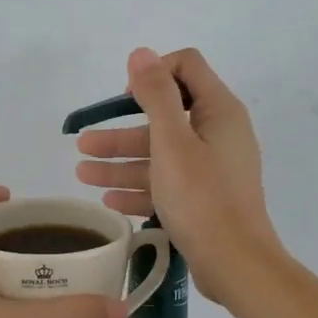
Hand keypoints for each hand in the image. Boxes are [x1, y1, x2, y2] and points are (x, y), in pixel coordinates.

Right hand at [74, 48, 280, 304]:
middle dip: (120, 130)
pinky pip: (166, 185)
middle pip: (163, 118)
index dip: (152, 75)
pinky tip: (108, 199)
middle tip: (82, 144)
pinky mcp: (204, 200)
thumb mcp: (172, 142)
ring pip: (159, 156)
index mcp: (218, 112)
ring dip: (120, 162)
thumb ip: (156, 95)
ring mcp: (211, 170)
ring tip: (81, 174)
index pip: (185, 68)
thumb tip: (141, 53)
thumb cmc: (202, 198)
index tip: (123, 100)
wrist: (235, 264)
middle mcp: (218, 135)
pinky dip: (138, 189)